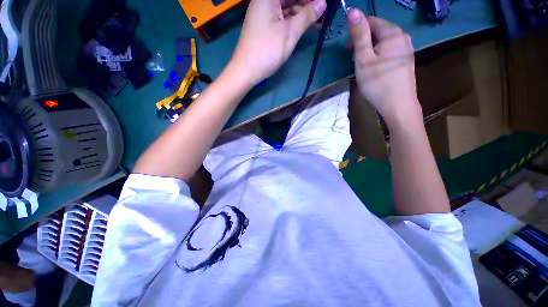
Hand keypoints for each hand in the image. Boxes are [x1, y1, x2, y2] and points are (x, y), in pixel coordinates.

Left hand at [229, 0, 326, 87]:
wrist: (246, 70)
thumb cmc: (267, 51)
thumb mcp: (289, 33)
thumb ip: (307, 16)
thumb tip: (323, 3)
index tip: (324, 4)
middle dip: (307, 4)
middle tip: (323, 13)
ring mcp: (264, 12)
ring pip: (287, 6)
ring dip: (302, 13)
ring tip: (318, 20)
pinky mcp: (265, 24)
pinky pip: (282, 17)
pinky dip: (294, 21)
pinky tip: (305, 25)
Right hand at [347, 9, 420, 125]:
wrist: (398, 104)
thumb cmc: (377, 82)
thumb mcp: (364, 59)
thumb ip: (360, 35)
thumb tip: (353, 10)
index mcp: (392, 33)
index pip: (372, 20)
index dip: (357, 31)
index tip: (348, 48)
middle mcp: (403, 36)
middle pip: (379, 30)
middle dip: (364, 40)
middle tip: (354, 58)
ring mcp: (407, 48)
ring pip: (384, 41)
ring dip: (371, 48)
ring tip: (363, 64)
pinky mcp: (406, 59)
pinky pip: (390, 50)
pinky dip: (379, 54)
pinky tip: (375, 67)